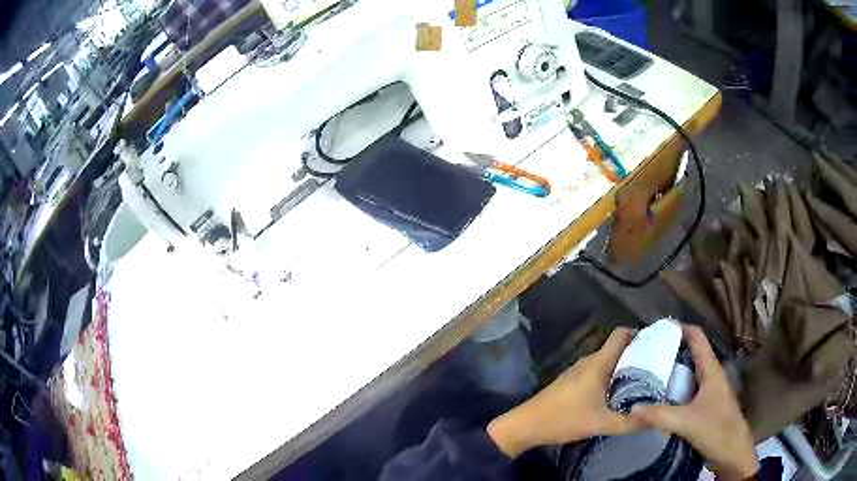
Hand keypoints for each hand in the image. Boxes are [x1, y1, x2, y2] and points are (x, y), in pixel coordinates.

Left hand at [487, 328, 639, 457]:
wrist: (526, 425)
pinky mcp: (571, 381)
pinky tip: (615, 394)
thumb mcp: (601, 424)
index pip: (622, 334)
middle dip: (637, 355)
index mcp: (598, 363)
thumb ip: (629, 423)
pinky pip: (597, 372)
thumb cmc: (564, 419)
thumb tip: (654, 419)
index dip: (640, 334)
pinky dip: (609, 377)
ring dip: (623, 368)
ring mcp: (578, 371)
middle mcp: (589, 361)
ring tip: (640, 382)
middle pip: (617, 348)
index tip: (657, 346)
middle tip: (654, 369)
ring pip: (607, 361)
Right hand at [631, 325, 758, 479]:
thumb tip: (631, 408)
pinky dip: (673, 390)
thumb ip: (659, 415)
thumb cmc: (717, 430)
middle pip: (691, 354)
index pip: (697, 337)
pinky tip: (659, 400)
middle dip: (670, 352)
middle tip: (645, 357)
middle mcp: (711, 376)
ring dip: (671, 373)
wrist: (732, 453)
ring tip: (647, 377)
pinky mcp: (705, 407)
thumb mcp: (686, 422)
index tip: (657, 331)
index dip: (679, 329)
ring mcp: (709, 392)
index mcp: (711, 370)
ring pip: (688, 374)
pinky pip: (687, 391)